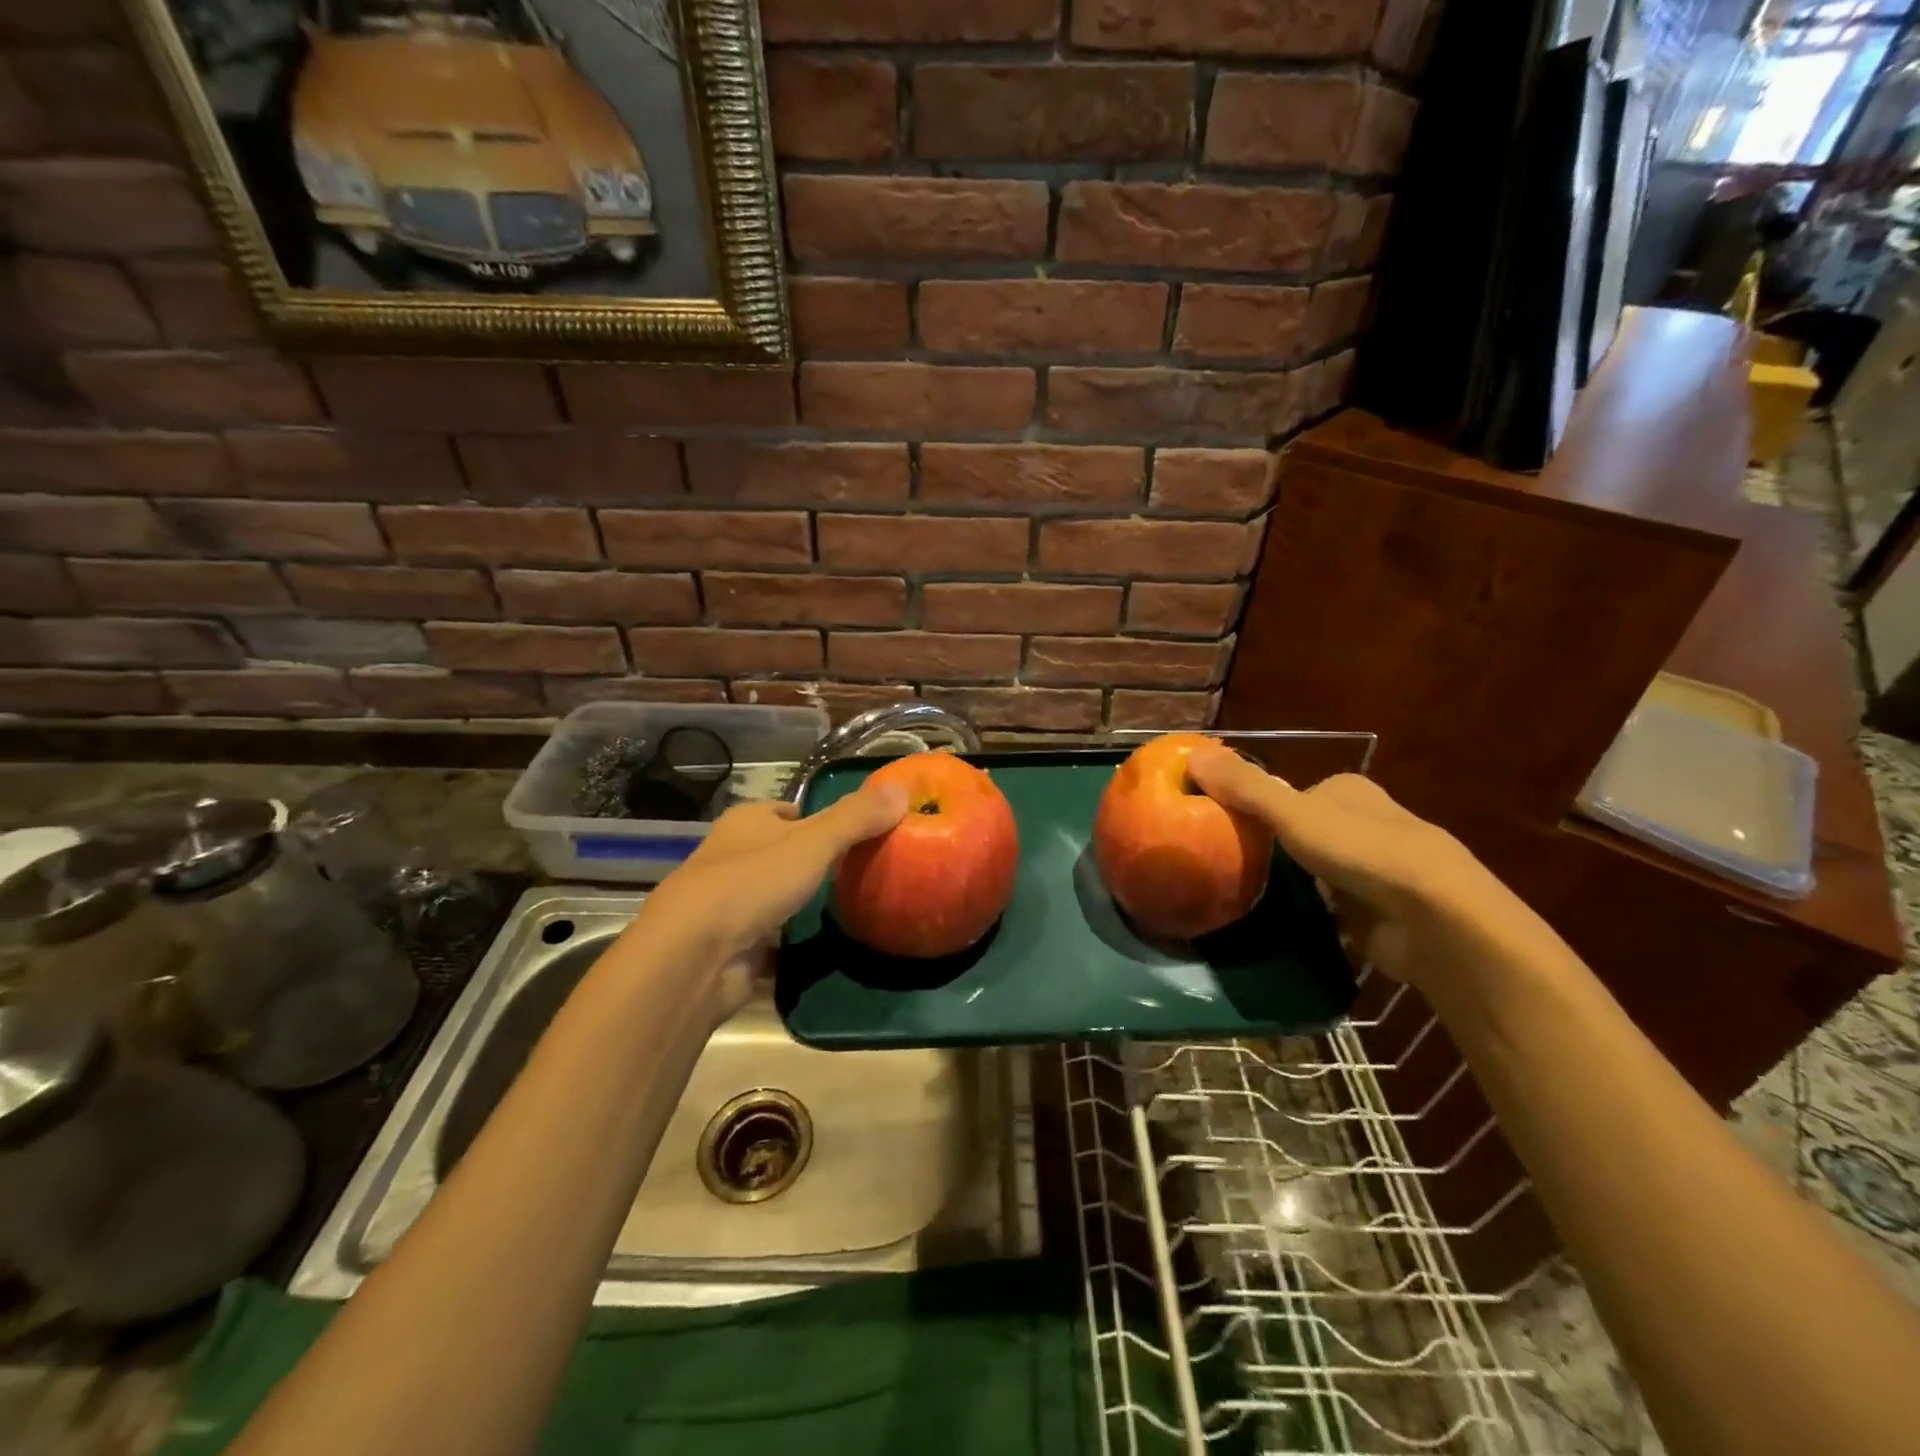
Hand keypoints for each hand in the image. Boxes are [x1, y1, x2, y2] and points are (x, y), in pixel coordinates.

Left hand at [616, 785, 907, 1023]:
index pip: (790, 812)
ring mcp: (727, 903)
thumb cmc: (752, 883)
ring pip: (773, 895)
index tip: (858, 834)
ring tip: (848, 907)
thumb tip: (902, 788)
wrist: (693, 957)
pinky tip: (818, 946)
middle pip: (782, 852)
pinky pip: (768, 937)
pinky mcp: (729, 945)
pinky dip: (789, 941)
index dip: (822, 819)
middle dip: (814, 862)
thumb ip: (856, 817)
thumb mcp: (813, 843)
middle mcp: (732, 856)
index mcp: (747, 821)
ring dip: (800, 902)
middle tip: (861, 872)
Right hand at [1185, 747, 1531, 990]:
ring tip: (1244, 895)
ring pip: (1317, 870)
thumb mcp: (1291, 812)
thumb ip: (1244, 787)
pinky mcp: (1380, 912)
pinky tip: (1282, 923)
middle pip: (1303, 831)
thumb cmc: (1361, 850)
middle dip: (1273, 848)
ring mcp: (1375, 869)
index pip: (1291, 792)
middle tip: (1227, 864)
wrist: (1433, 918)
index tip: (1222, 827)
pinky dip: (1310, 914)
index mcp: (1348, 790)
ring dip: (1291, 883)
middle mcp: (1366, 823)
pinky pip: (1332, 908)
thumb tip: (1191, 754)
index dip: (1257, 806)